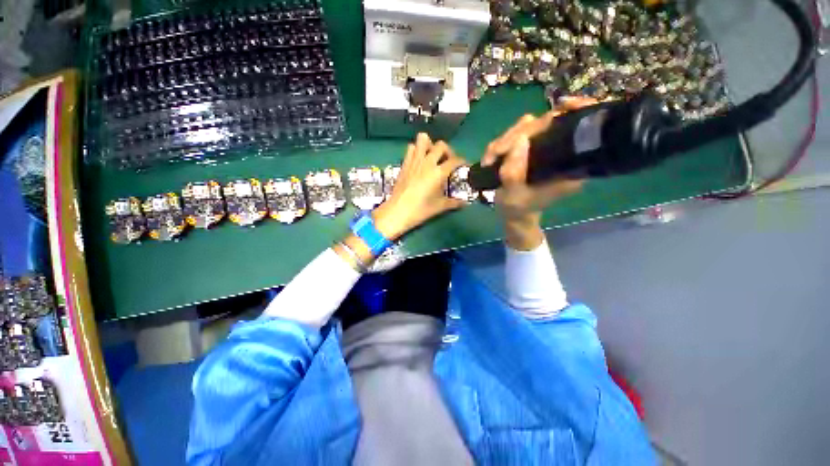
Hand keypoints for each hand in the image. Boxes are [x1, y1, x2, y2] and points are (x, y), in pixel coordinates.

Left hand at [372, 133, 467, 240]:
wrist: (397, 212)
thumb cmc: (420, 210)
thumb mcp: (439, 207)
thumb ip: (454, 203)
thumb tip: (465, 203)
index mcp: (438, 172)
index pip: (455, 160)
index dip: (462, 161)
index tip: (463, 165)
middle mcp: (427, 162)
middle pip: (441, 145)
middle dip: (448, 151)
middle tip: (447, 162)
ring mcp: (414, 161)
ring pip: (423, 139)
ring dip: (430, 145)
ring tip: (432, 157)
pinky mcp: (404, 163)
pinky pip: (411, 148)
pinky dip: (416, 150)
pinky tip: (419, 160)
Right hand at [481, 98, 594, 248]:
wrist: (513, 214)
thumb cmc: (516, 208)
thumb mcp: (513, 194)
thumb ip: (514, 171)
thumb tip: (519, 138)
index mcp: (569, 166)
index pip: (578, 130)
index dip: (575, 112)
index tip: (562, 106)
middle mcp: (560, 154)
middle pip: (546, 124)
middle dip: (517, 134)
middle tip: (495, 153)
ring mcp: (544, 150)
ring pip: (528, 127)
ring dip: (505, 140)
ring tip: (490, 159)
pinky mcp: (531, 149)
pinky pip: (517, 135)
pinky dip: (501, 143)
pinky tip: (492, 157)